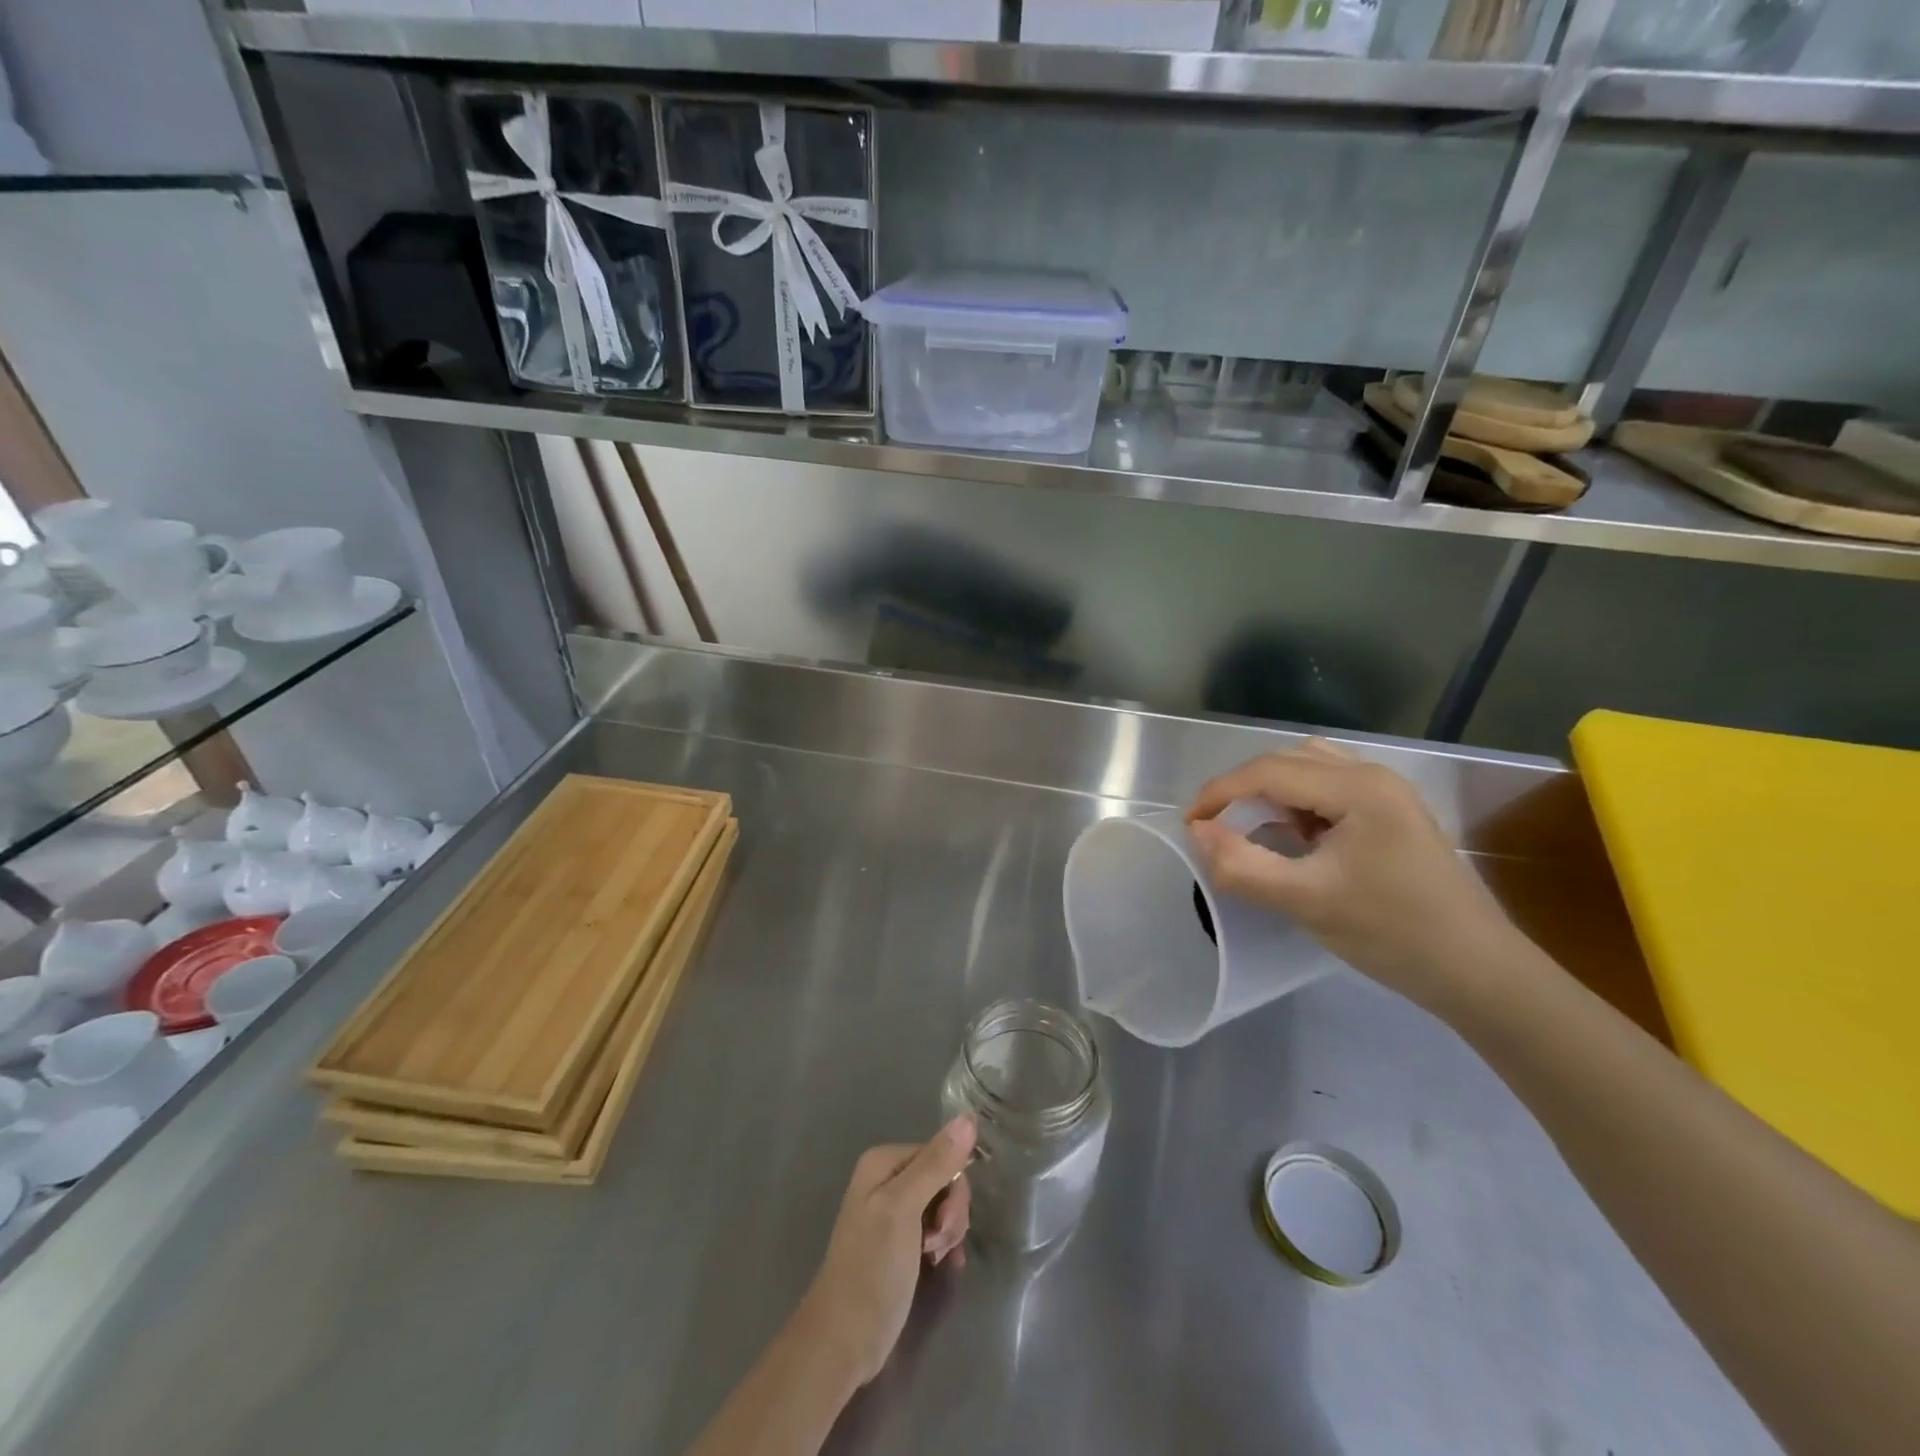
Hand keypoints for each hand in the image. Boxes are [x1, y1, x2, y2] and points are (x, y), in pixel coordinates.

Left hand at [794, 1116, 976, 1389]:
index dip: (952, 1186)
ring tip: (935, 1257)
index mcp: (884, 1161)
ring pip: (942, 1204)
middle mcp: (887, 1179)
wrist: (843, 1341)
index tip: (945, 1222)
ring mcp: (892, 1212)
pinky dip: (944, 1243)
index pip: (940, 1153)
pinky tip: (944, 1264)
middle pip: (943, 1178)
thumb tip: (969, 1118)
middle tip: (939, 1244)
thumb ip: (936, 1164)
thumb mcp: (904, 1209)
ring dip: (948, 1230)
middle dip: (951, 1211)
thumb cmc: (872, 1269)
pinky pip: (935, 1228)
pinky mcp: (899, 1242)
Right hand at [1185, 740, 1522, 1009]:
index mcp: (1357, 788)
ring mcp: (1388, 794)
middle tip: (1215, 827)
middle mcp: (1373, 776)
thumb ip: (1243, 865)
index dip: (1219, 792)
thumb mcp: (1305, 901)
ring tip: (1255, 829)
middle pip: (1288, 761)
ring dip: (1272, 793)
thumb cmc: (1391, 933)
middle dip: (1243, 789)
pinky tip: (1296, 838)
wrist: (1477, 972)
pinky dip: (1299, 804)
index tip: (1188, 824)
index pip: (1268, 771)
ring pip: (1309, 770)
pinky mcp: (1393, 815)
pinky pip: (1330, 790)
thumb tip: (1198, 833)